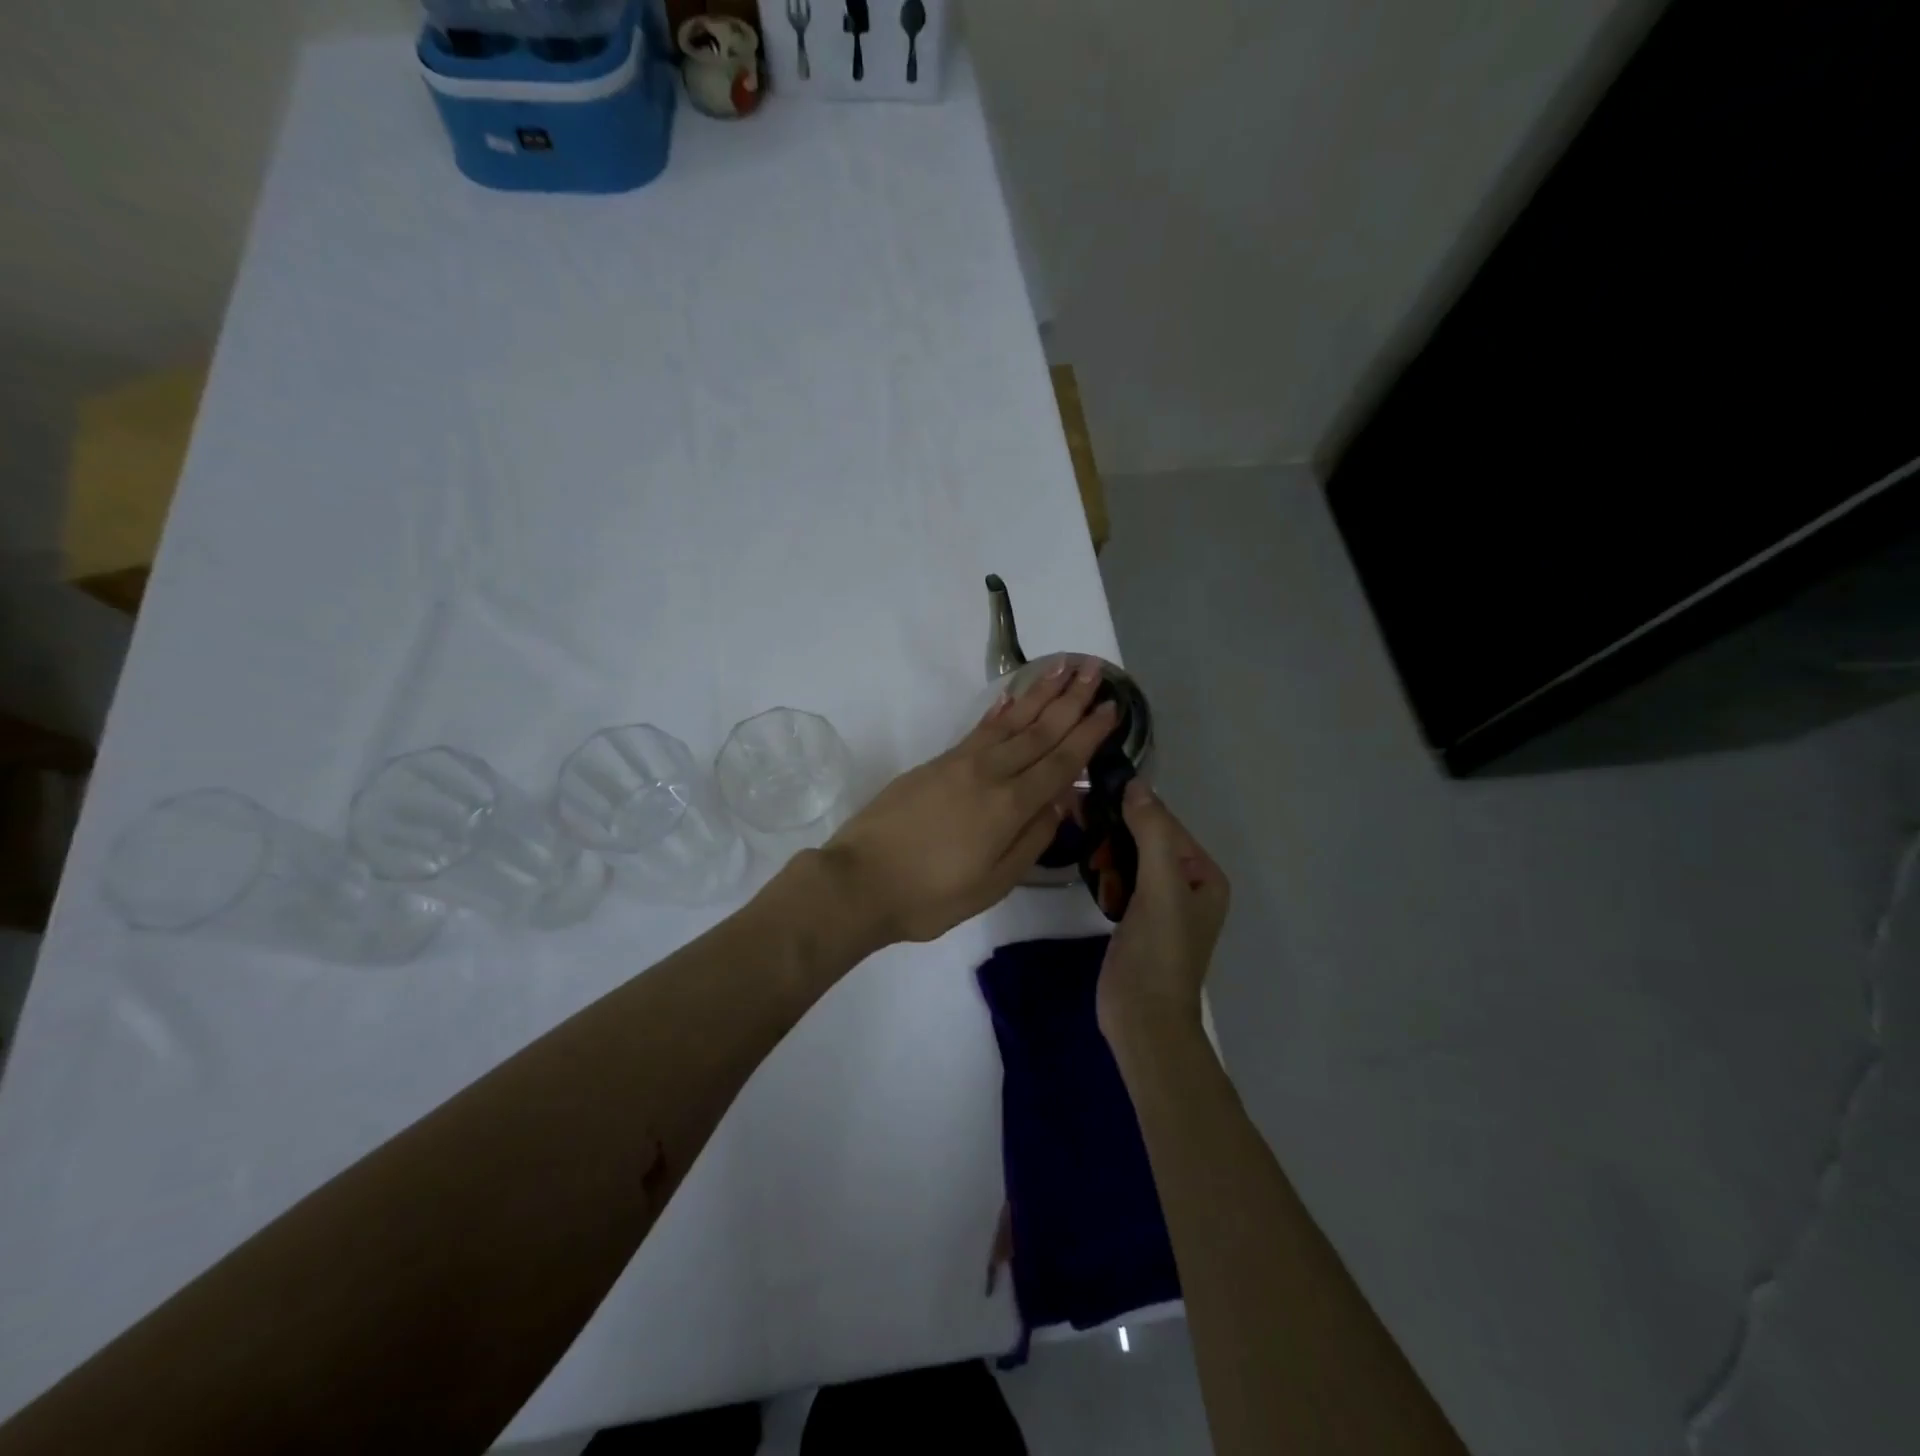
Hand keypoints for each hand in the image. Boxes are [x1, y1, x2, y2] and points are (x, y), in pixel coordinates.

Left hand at [823, 658, 1119, 944]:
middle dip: (1071, 700)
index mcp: (1009, 807)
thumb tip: (1061, 802)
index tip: (1112, 708)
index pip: (1059, 763)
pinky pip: (978, 729)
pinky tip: (1013, 696)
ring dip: (1040, 694)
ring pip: (1010, 721)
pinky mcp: (936, 763)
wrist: (859, 881)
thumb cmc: (930, 896)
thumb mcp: (992, 884)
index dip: (1088, 735)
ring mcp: (959, 763)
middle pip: (1039, 731)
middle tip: (1096, 669)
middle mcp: (989, 774)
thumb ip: (1031, 840)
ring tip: (1064, 668)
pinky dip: (1000, 710)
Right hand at [1096, 781, 1229, 1038]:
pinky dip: (1103, 870)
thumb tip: (1137, 784)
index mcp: (1204, 875)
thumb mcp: (1160, 887)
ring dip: (1105, 847)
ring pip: (1129, 857)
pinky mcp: (1135, 918)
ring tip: (1078, 837)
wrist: (1142, 1020)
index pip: (1165, 824)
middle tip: (1075, 811)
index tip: (1090, 792)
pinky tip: (1087, 867)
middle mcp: (1187, 884)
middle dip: (1114, 828)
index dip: (1131, 807)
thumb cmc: (1158, 952)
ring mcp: (1160, 903)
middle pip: (1146, 839)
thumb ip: (1151, 833)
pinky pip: (1119, 879)